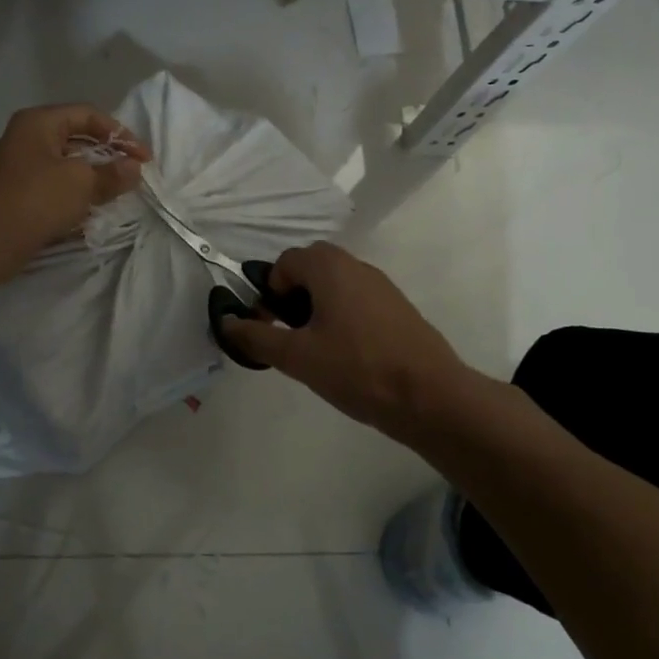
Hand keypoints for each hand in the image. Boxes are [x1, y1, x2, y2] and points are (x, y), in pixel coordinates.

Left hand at [0, 104, 149, 277]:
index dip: (120, 133)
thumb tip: (134, 169)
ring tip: (116, 193)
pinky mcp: (18, 194)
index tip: (144, 158)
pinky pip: (54, 186)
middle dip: (108, 156)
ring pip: (67, 164)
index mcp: (39, 122)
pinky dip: (75, 195)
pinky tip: (91, 211)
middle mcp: (27, 137)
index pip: (88, 115)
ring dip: (93, 178)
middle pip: (77, 138)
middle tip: (132, 174)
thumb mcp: (81, 183)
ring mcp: (20, 166)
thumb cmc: (36, 200)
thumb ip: (112, 173)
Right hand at [215, 242, 473, 439]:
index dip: (270, 291)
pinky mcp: (398, 308)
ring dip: (317, 308)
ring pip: (335, 285)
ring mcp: (382, 286)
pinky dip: (342, 317)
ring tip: (317, 350)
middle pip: (310, 268)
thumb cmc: (357, 368)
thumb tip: (227, 323)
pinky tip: (347, 356)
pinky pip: (358, 301)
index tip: (271, 326)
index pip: (285, 262)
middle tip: (291, 336)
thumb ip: (257, 337)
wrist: (431, 397)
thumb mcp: (297, 357)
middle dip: (292, 297)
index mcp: (329, 267)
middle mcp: (356, 265)